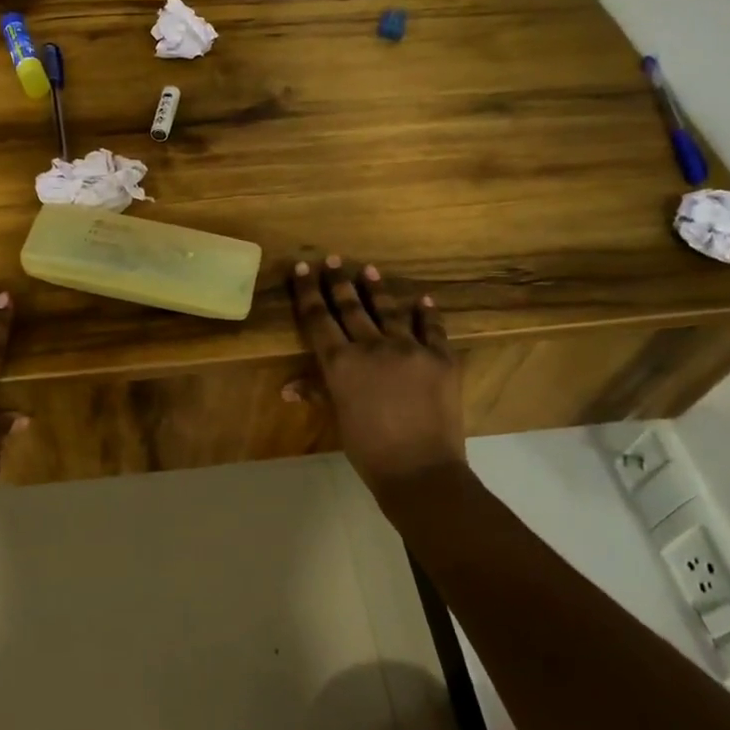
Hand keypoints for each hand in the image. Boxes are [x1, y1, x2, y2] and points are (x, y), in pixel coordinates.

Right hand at [288, 256, 464, 495]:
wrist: (420, 470)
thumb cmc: (368, 449)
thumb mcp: (339, 419)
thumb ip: (318, 393)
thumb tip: (288, 388)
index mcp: (341, 362)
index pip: (318, 318)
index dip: (307, 292)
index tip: (301, 268)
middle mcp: (372, 346)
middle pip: (350, 307)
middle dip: (338, 282)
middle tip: (332, 259)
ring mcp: (410, 348)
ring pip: (389, 310)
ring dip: (377, 289)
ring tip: (368, 271)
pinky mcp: (441, 358)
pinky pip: (433, 328)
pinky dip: (427, 313)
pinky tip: (423, 300)